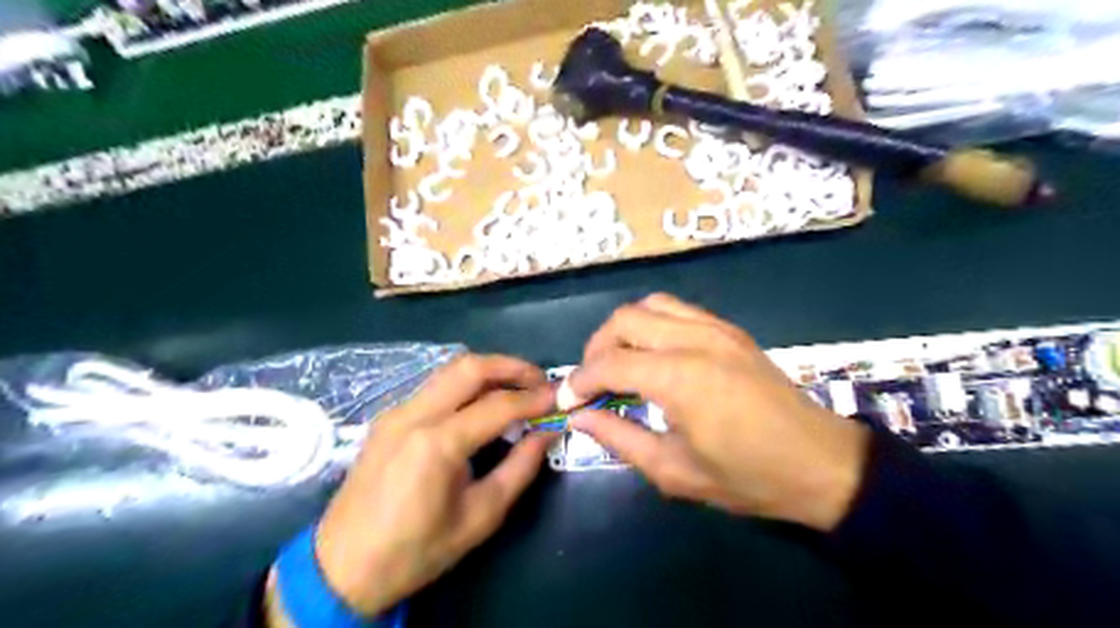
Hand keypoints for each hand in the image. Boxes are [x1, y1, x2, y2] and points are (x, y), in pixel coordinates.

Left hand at [309, 356, 554, 615]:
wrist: (341, 568)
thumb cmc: (416, 551)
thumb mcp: (480, 517)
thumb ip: (519, 468)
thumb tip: (547, 433)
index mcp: (436, 444)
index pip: (498, 405)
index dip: (535, 398)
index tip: (561, 398)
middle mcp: (413, 415)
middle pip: (470, 367)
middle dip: (512, 367)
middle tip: (541, 381)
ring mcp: (396, 411)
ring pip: (450, 370)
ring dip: (489, 371)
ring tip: (518, 388)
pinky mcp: (388, 417)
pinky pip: (435, 386)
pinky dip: (466, 385)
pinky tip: (483, 403)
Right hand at [570, 296, 864, 529]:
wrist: (822, 463)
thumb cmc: (748, 477)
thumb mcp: (674, 470)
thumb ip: (620, 438)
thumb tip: (581, 417)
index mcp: (680, 378)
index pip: (609, 364)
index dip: (580, 381)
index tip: (567, 400)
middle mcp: (694, 340)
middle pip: (624, 320)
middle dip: (596, 348)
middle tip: (593, 381)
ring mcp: (716, 328)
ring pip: (650, 305)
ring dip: (624, 330)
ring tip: (620, 362)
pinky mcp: (730, 329)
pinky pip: (677, 310)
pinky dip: (653, 324)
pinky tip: (654, 354)